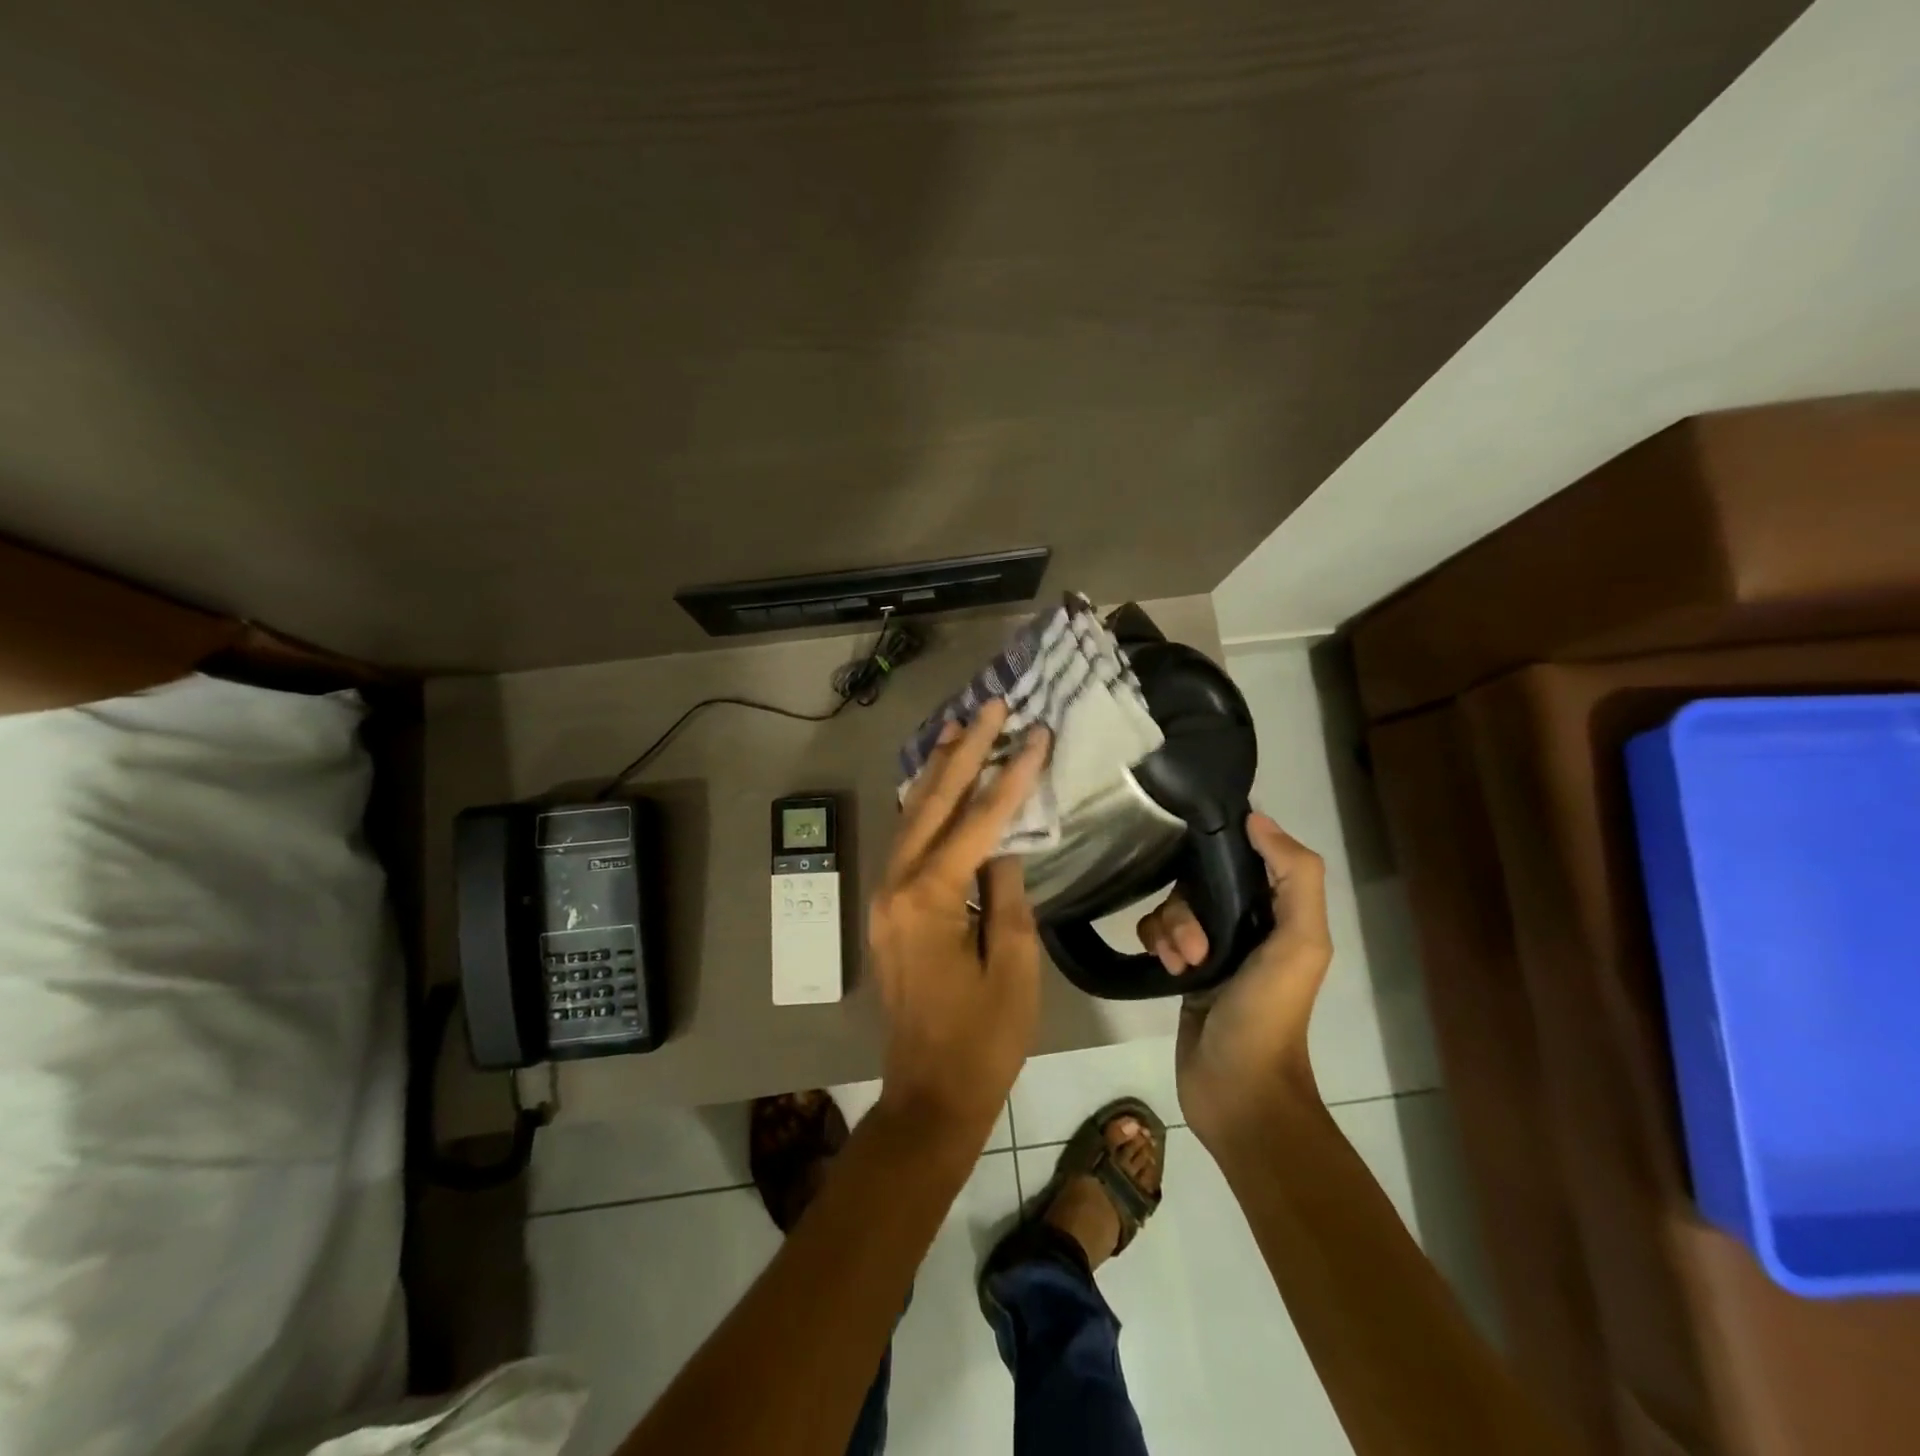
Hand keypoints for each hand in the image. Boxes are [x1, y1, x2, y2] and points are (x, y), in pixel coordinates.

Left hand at [868, 701, 1049, 1140]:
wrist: (929, 1094)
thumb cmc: (983, 1038)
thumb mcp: (1014, 966)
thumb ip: (1007, 894)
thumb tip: (1002, 845)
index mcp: (931, 899)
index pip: (979, 822)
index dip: (1011, 776)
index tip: (1035, 734)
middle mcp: (897, 887)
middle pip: (933, 804)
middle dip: (964, 752)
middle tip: (990, 707)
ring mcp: (886, 898)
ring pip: (911, 818)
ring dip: (939, 772)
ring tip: (962, 729)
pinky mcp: (888, 911)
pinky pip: (907, 844)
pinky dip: (927, 809)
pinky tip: (940, 786)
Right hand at [1136, 812, 1332, 1152]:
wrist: (1238, 1089)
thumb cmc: (1270, 1013)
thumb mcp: (1300, 942)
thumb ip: (1295, 876)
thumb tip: (1256, 819)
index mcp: (1280, 913)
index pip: (1246, 857)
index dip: (1221, 848)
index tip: (1194, 850)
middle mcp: (1247, 924)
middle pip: (1200, 882)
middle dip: (1189, 906)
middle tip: (1195, 944)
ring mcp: (1213, 947)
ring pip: (1174, 907)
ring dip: (1171, 929)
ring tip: (1182, 964)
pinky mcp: (1183, 969)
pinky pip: (1156, 932)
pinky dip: (1157, 944)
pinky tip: (1167, 969)